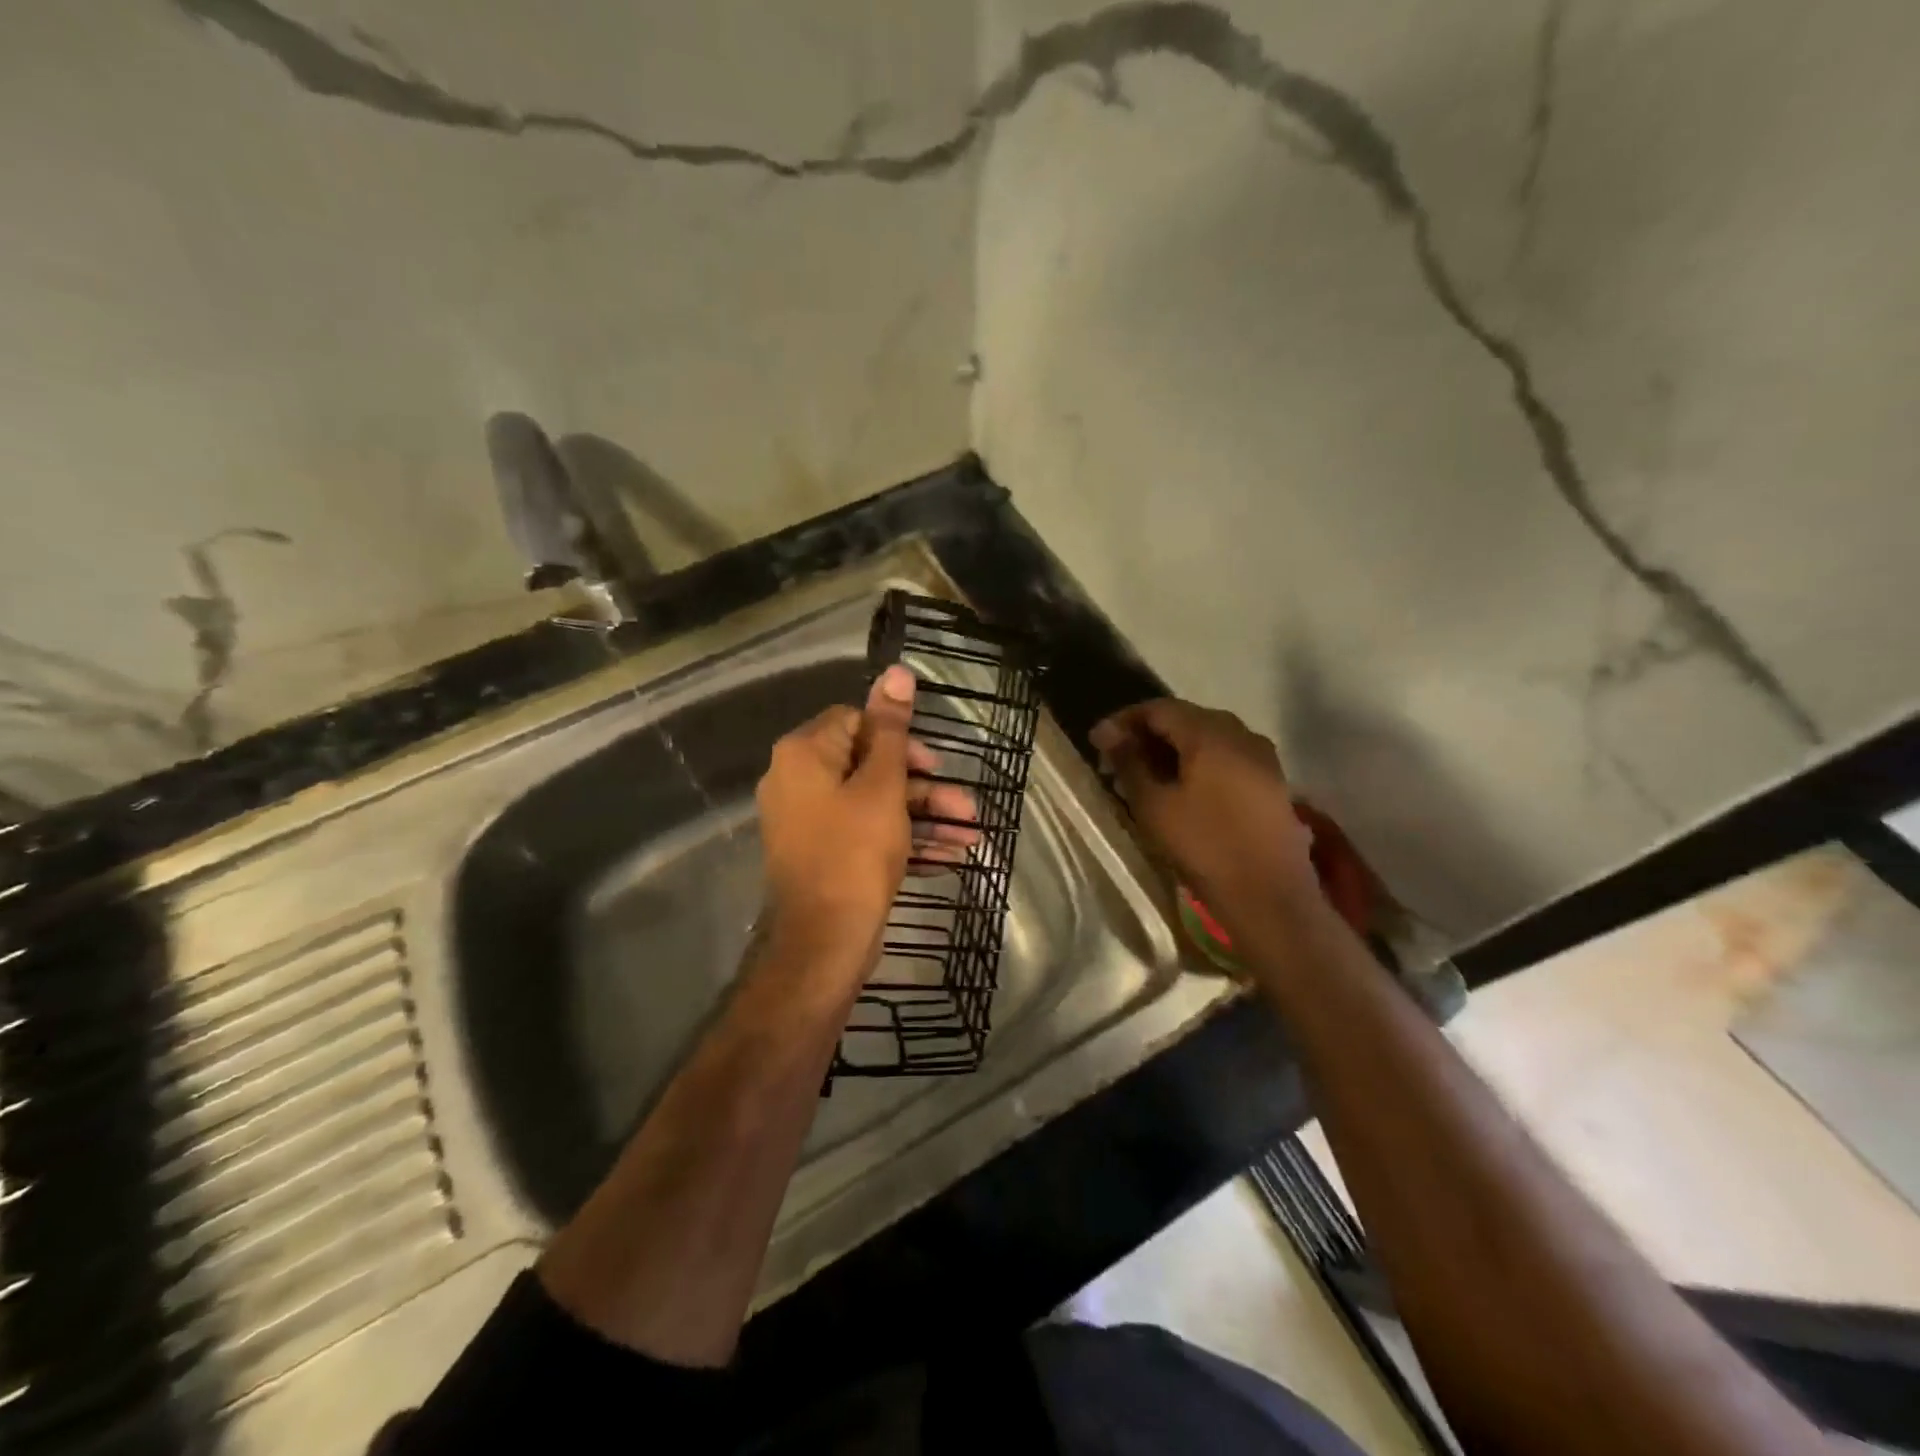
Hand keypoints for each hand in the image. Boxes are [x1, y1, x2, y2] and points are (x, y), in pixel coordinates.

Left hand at [755, 665, 977, 979]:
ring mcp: (810, 823)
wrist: (822, 944)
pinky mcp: (823, 856)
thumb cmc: (854, 853)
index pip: (856, 722)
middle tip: (966, 806)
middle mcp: (800, 782)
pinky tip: (949, 856)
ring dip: (925, 817)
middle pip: (871, 767)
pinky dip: (905, 841)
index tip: (934, 765)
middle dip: (925, 787)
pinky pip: (867, 835)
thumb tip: (896, 671)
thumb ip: (892, 729)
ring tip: (972, 836)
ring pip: (875, 805)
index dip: (900, 740)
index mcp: (805, 754)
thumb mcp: (882, 785)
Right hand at [1090, 698, 1318, 930]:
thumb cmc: (1204, 846)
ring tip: (1144, 778)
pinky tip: (1180, 790)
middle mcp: (1242, 734)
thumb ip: (1129, 762)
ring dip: (1172, 751)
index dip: (1124, 721)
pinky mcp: (1272, 783)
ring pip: (1208, 739)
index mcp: (1212, 734)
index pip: (1159, 708)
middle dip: (1147, 735)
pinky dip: (1197, 764)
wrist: (1270, 897)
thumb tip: (1108, 733)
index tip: (1097, 744)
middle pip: (1186, 719)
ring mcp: (1263, 758)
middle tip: (1116, 762)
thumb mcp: (1154, 805)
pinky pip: (1226, 758)